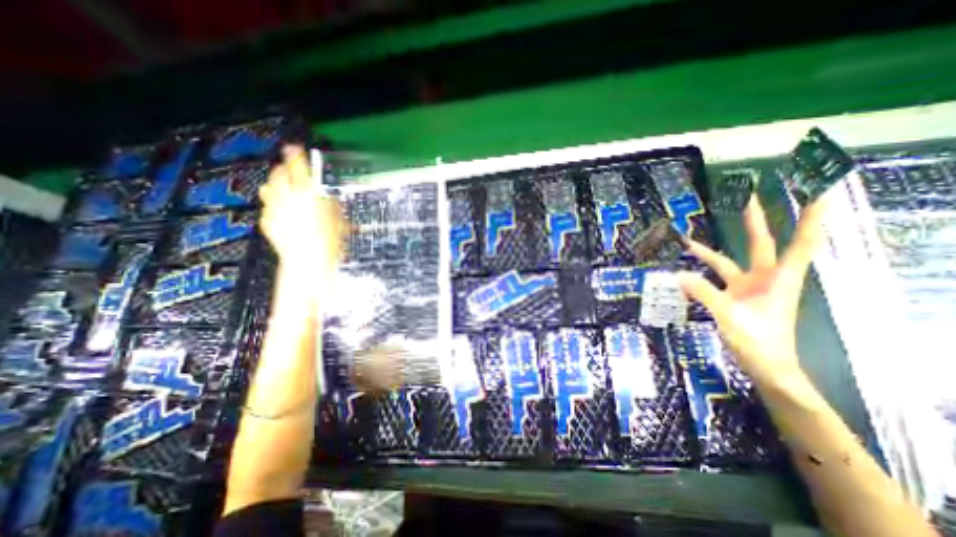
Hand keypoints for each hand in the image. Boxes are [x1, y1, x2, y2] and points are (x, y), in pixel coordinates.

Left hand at [257, 146, 342, 274]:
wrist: (308, 260)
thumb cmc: (328, 240)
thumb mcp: (338, 218)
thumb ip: (331, 203)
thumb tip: (327, 195)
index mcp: (307, 193)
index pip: (299, 165)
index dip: (296, 154)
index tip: (294, 147)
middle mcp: (287, 196)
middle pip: (279, 173)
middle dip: (284, 169)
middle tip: (291, 170)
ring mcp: (274, 208)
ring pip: (269, 187)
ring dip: (276, 184)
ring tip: (284, 188)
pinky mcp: (267, 220)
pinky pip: (269, 206)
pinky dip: (275, 205)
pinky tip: (283, 212)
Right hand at [680, 194, 830, 385]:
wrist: (765, 366)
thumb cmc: (759, 342)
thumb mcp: (729, 316)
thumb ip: (704, 293)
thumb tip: (678, 274)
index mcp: (778, 279)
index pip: (799, 243)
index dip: (810, 218)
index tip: (818, 192)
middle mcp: (765, 278)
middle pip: (761, 244)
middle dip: (756, 221)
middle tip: (749, 197)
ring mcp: (747, 288)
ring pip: (728, 262)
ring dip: (708, 252)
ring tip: (687, 241)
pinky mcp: (733, 297)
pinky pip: (713, 280)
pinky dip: (699, 275)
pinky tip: (682, 273)